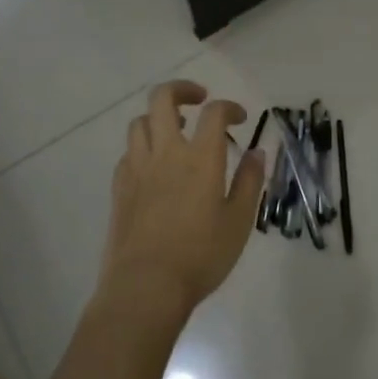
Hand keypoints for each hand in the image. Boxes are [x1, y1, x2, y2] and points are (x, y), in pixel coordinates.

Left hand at [100, 80, 266, 315]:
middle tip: (199, 100)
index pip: (214, 112)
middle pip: (163, 99)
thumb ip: (249, 181)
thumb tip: (257, 152)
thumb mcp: (239, 221)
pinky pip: (128, 152)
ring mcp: (137, 168)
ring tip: (176, 131)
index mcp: (200, 157)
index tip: (240, 119)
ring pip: (140, 122)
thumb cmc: (200, 255)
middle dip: (182, 90)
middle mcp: (166, 152)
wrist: (145, 288)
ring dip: (159, 118)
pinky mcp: (119, 188)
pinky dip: (143, 148)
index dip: (229, 107)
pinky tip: (155, 166)